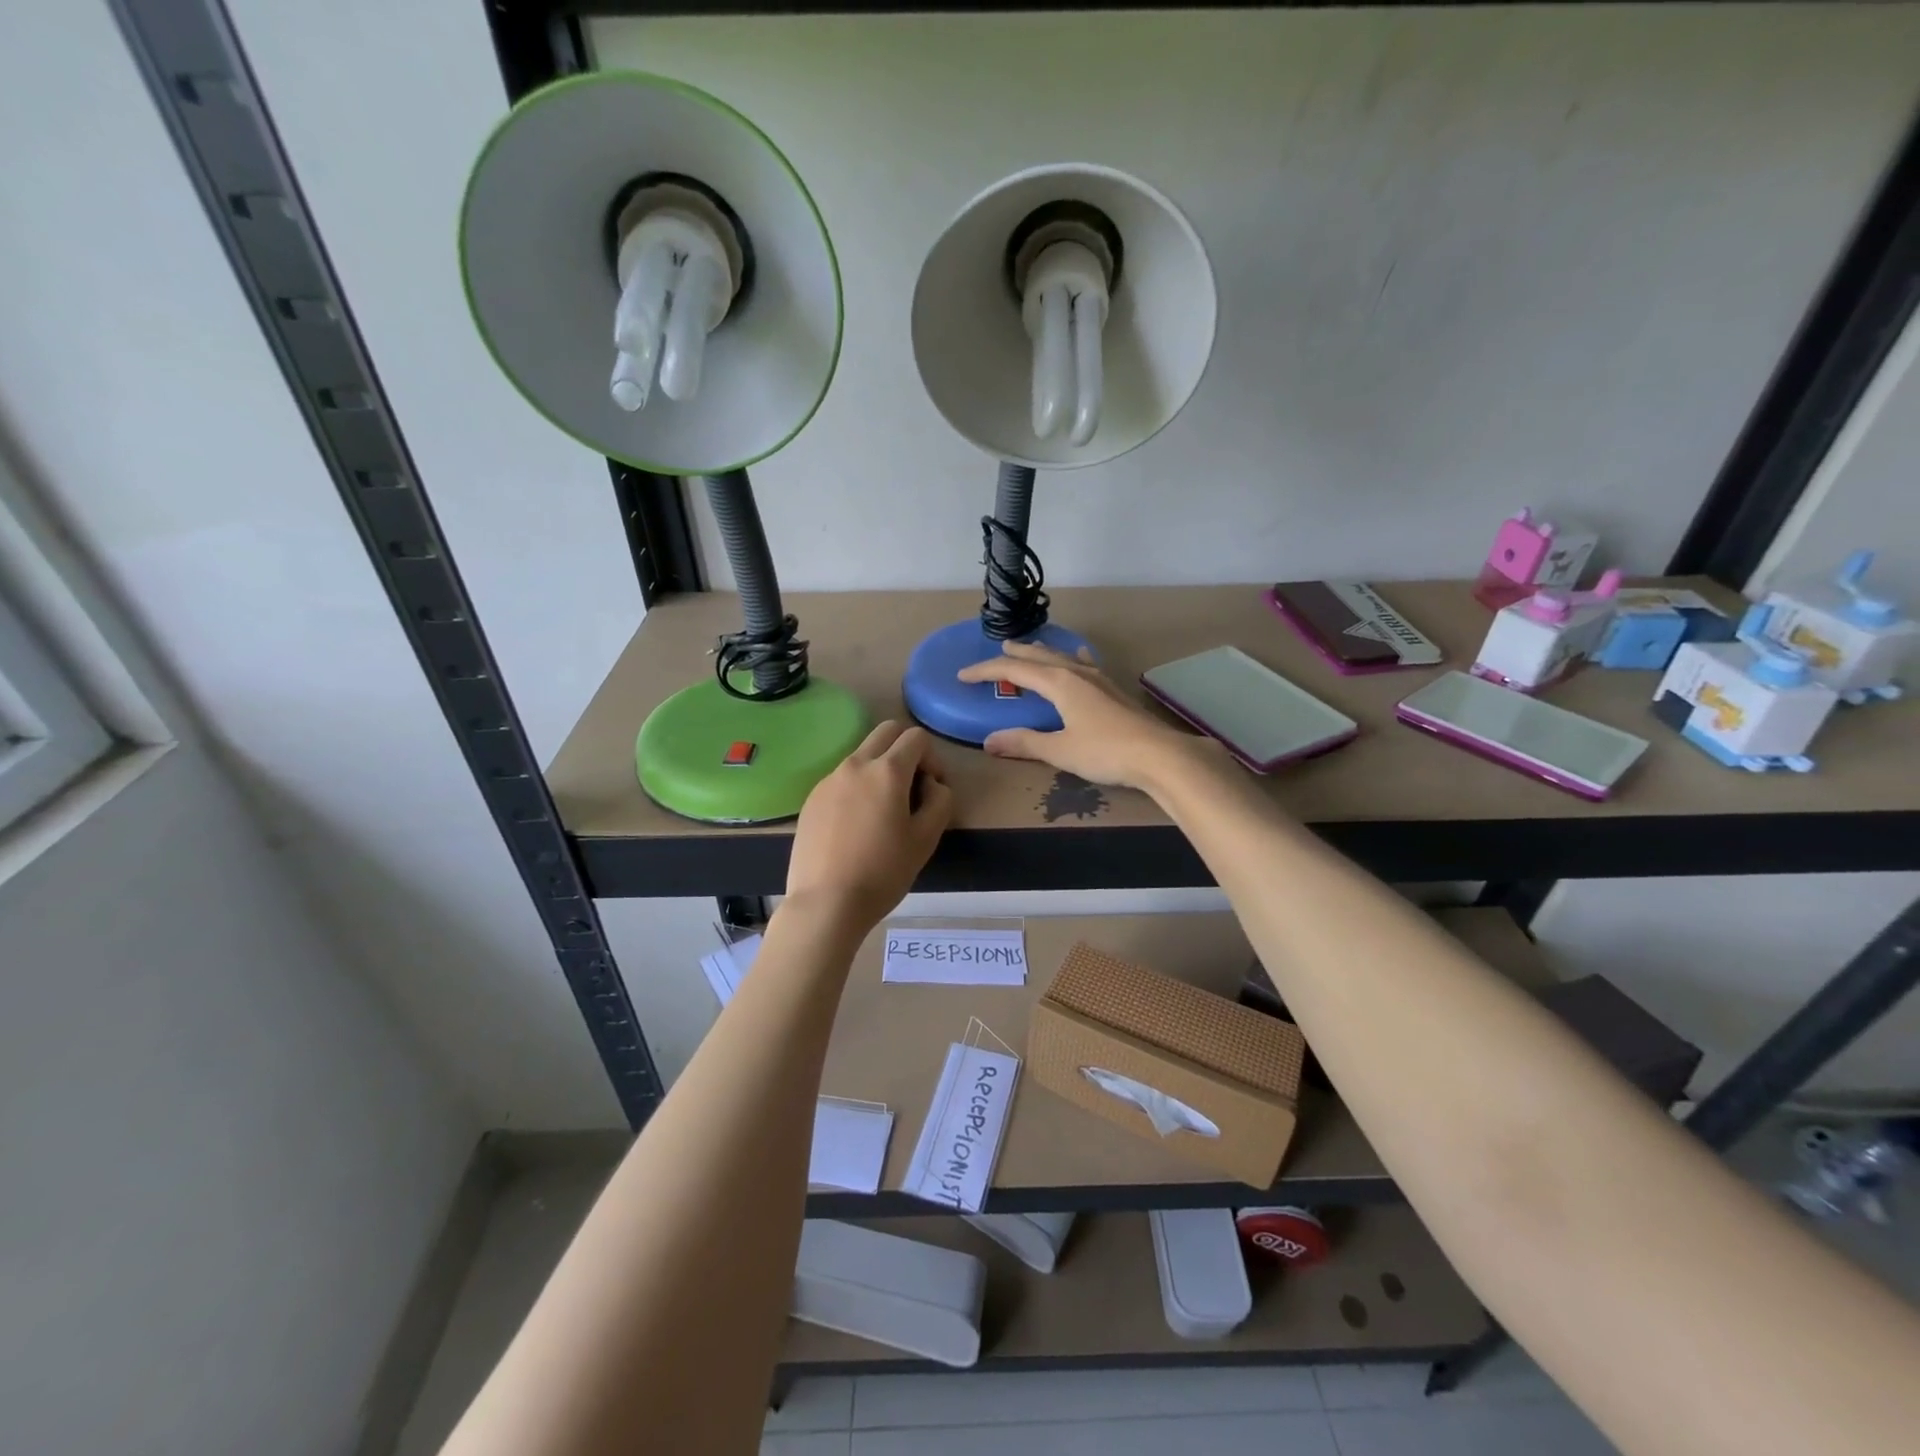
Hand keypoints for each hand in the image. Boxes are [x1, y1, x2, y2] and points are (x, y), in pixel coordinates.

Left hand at [786, 721, 952, 930]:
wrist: (826, 902)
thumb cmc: (883, 872)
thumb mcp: (926, 839)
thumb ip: (940, 800)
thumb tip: (932, 784)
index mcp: (887, 771)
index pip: (916, 737)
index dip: (933, 757)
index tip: (932, 789)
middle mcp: (855, 764)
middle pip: (885, 732)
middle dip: (905, 749)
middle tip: (911, 787)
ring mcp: (829, 780)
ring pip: (861, 754)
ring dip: (879, 768)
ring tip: (882, 811)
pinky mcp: (812, 799)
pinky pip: (841, 778)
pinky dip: (857, 787)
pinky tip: (856, 826)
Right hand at [956, 640, 1210, 790]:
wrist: (1159, 755)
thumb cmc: (1105, 751)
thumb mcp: (1059, 750)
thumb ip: (1024, 743)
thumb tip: (990, 741)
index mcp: (1058, 682)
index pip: (1013, 670)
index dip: (986, 671)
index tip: (963, 676)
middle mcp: (1076, 672)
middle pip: (1038, 656)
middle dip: (1015, 654)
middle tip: (997, 650)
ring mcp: (1098, 678)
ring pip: (1061, 657)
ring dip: (1042, 653)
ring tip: (1030, 648)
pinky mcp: (1113, 689)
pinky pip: (1084, 664)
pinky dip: (1071, 658)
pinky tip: (1078, 657)